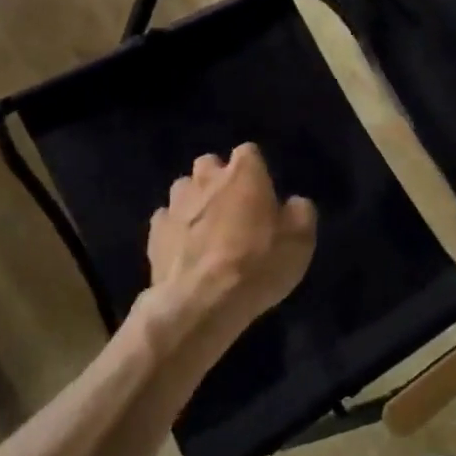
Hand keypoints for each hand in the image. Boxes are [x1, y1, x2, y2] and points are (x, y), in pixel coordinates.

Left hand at [143, 144, 315, 351]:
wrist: (201, 303)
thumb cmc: (258, 264)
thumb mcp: (301, 240)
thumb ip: (300, 212)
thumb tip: (293, 204)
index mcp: (244, 173)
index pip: (248, 152)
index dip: (255, 170)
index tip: (262, 191)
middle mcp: (206, 179)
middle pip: (209, 164)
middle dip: (218, 178)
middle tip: (233, 206)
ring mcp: (176, 204)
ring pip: (183, 189)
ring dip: (194, 201)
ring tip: (205, 228)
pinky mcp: (154, 233)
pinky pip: (165, 220)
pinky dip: (174, 230)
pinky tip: (184, 250)